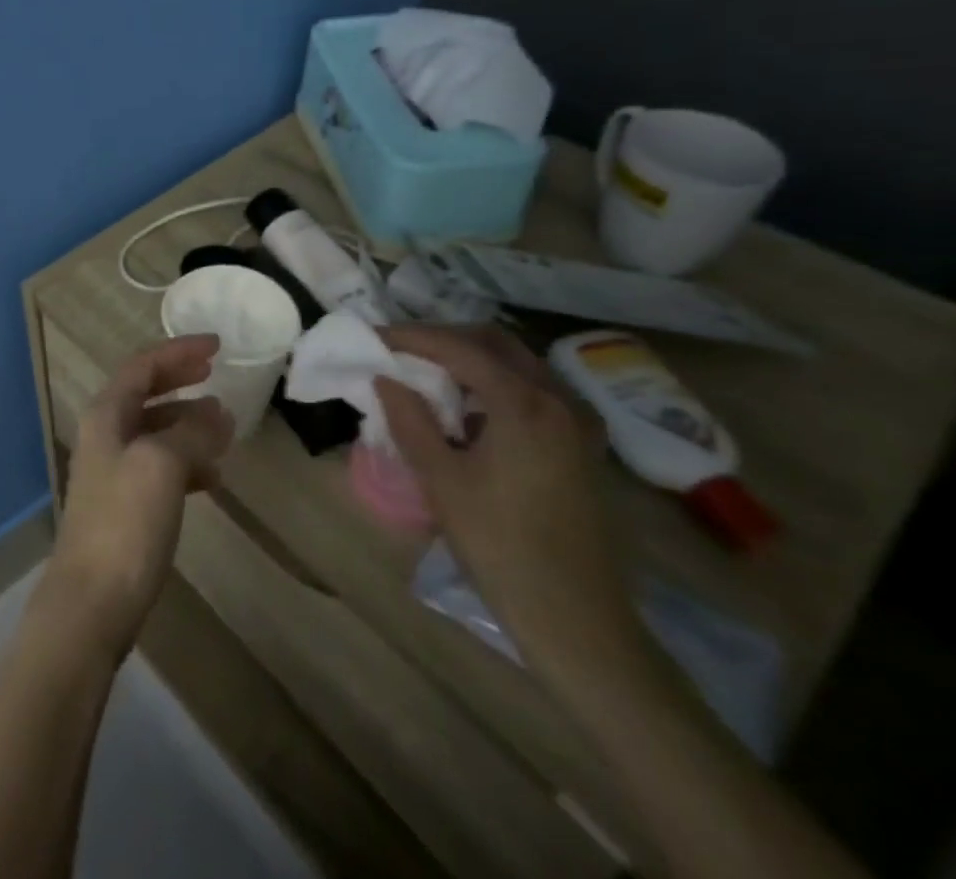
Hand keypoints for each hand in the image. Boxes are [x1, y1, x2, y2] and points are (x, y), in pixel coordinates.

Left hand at [41, 336, 234, 661]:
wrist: (92, 600)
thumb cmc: (125, 522)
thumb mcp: (162, 465)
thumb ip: (190, 432)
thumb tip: (216, 411)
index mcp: (106, 415)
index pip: (142, 366)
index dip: (178, 351)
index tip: (217, 345)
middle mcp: (105, 435)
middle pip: (145, 393)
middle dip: (180, 380)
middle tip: (215, 373)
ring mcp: (113, 470)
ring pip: (155, 431)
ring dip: (188, 423)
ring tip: (225, 429)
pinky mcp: (125, 505)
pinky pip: (160, 467)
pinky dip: (186, 462)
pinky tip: (212, 477)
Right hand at [377, 325, 639, 670]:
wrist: (577, 619)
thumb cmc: (500, 545)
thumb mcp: (440, 479)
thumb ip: (409, 418)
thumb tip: (385, 378)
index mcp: (524, 403)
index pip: (459, 348)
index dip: (411, 337)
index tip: (373, 337)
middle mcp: (558, 400)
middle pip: (495, 343)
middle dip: (443, 339)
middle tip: (400, 351)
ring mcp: (578, 423)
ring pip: (518, 364)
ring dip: (470, 359)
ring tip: (427, 376)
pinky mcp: (582, 446)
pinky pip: (534, 391)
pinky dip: (495, 384)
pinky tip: (468, 411)